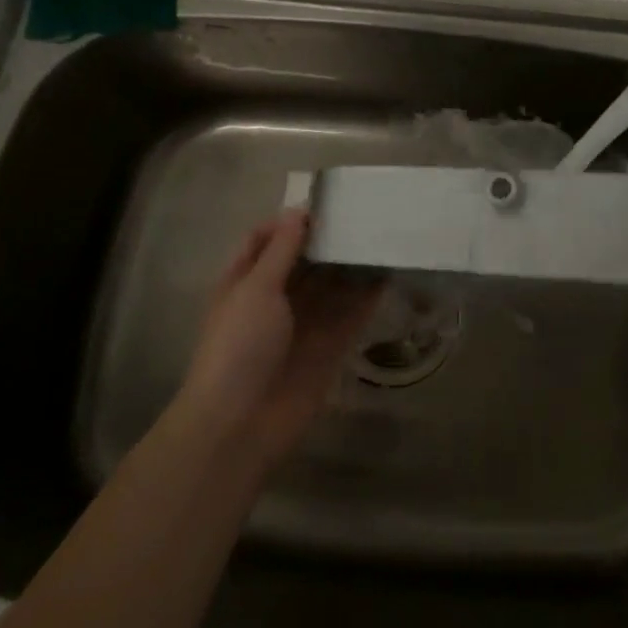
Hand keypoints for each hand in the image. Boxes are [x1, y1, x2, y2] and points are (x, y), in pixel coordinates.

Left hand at [177, 210, 380, 471]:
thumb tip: (298, 211)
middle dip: (328, 240)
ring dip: (352, 264)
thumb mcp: (255, 289)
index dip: (288, 222)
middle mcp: (275, 299)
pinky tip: (389, 272)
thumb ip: (281, 250)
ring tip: (383, 236)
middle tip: (364, 214)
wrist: (241, 424)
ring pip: (332, 285)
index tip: (323, 203)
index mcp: (245, 281)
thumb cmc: (238, 347)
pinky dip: (368, 295)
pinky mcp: (330, 347)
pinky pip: (352, 314)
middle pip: (304, 261)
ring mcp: (304, 324)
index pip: (264, 240)